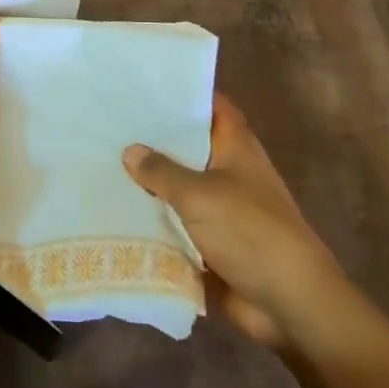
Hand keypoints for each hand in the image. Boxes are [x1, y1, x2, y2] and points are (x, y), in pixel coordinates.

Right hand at [124, 92, 346, 350]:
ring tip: (100, 162)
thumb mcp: (200, 194)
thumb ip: (162, 171)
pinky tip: (113, 211)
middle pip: (187, 146)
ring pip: (177, 187)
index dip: (182, 93)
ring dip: (148, 183)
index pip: (210, 106)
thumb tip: (130, 150)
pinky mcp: (210, 243)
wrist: (289, 304)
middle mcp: (228, 171)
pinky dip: (151, 221)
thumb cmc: (250, 232)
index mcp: (236, 147)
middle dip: (153, 138)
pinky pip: (174, 225)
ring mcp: (220, 209)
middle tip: (107, 122)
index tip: (143, 83)